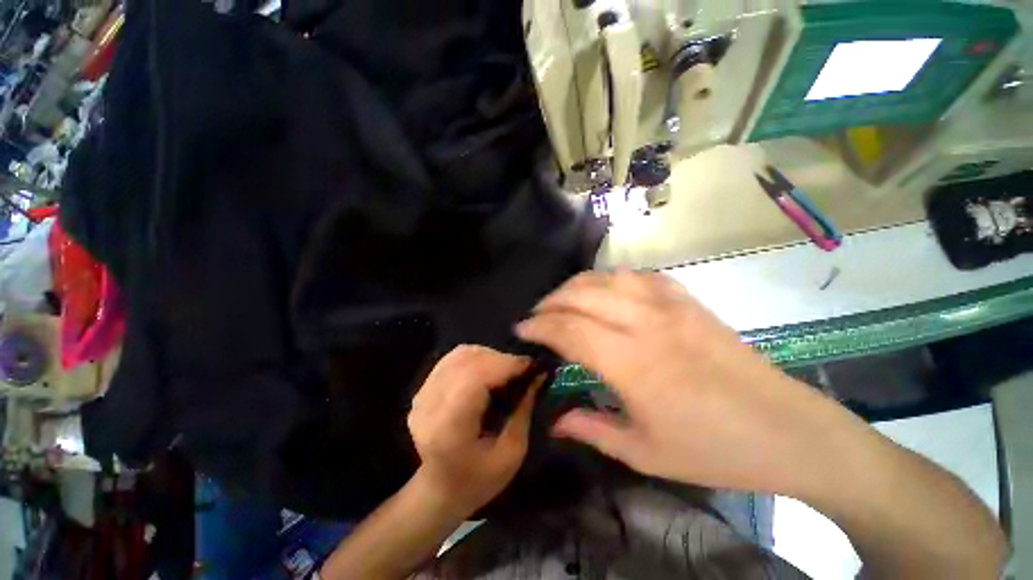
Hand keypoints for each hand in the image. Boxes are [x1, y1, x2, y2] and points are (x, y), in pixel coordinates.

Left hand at [407, 345, 542, 516]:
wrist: (439, 490)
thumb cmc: (479, 480)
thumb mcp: (512, 453)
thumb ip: (524, 410)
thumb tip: (537, 376)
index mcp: (449, 428)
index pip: (475, 378)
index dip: (504, 365)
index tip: (530, 366)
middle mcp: (429, 405)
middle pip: (467, 362)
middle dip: (501, 359)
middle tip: (522, 368)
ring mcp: (422, 395)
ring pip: (460, 355)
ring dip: (488, 355)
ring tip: (506, 368)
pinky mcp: (422, 389)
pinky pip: (452, 359)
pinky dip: (475, 357)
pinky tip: (488, 368)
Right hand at [515, 271, 869, 497]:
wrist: (788, 430)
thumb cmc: (714, 449)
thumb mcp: (645, 453)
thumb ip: (592, 429)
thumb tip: (555, 421)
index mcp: (632, 363)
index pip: (569, 329)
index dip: (539, 326)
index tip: (521, 329)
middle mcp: (646, 323)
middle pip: (581, 294)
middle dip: (550, 302)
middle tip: (536, 316)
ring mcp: (670, 305)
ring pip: (607, 277)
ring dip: (576, 286)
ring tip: (563, 301)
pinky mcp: (688, 300)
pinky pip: (639, 276)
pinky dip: (612, 279)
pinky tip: (606, 292)